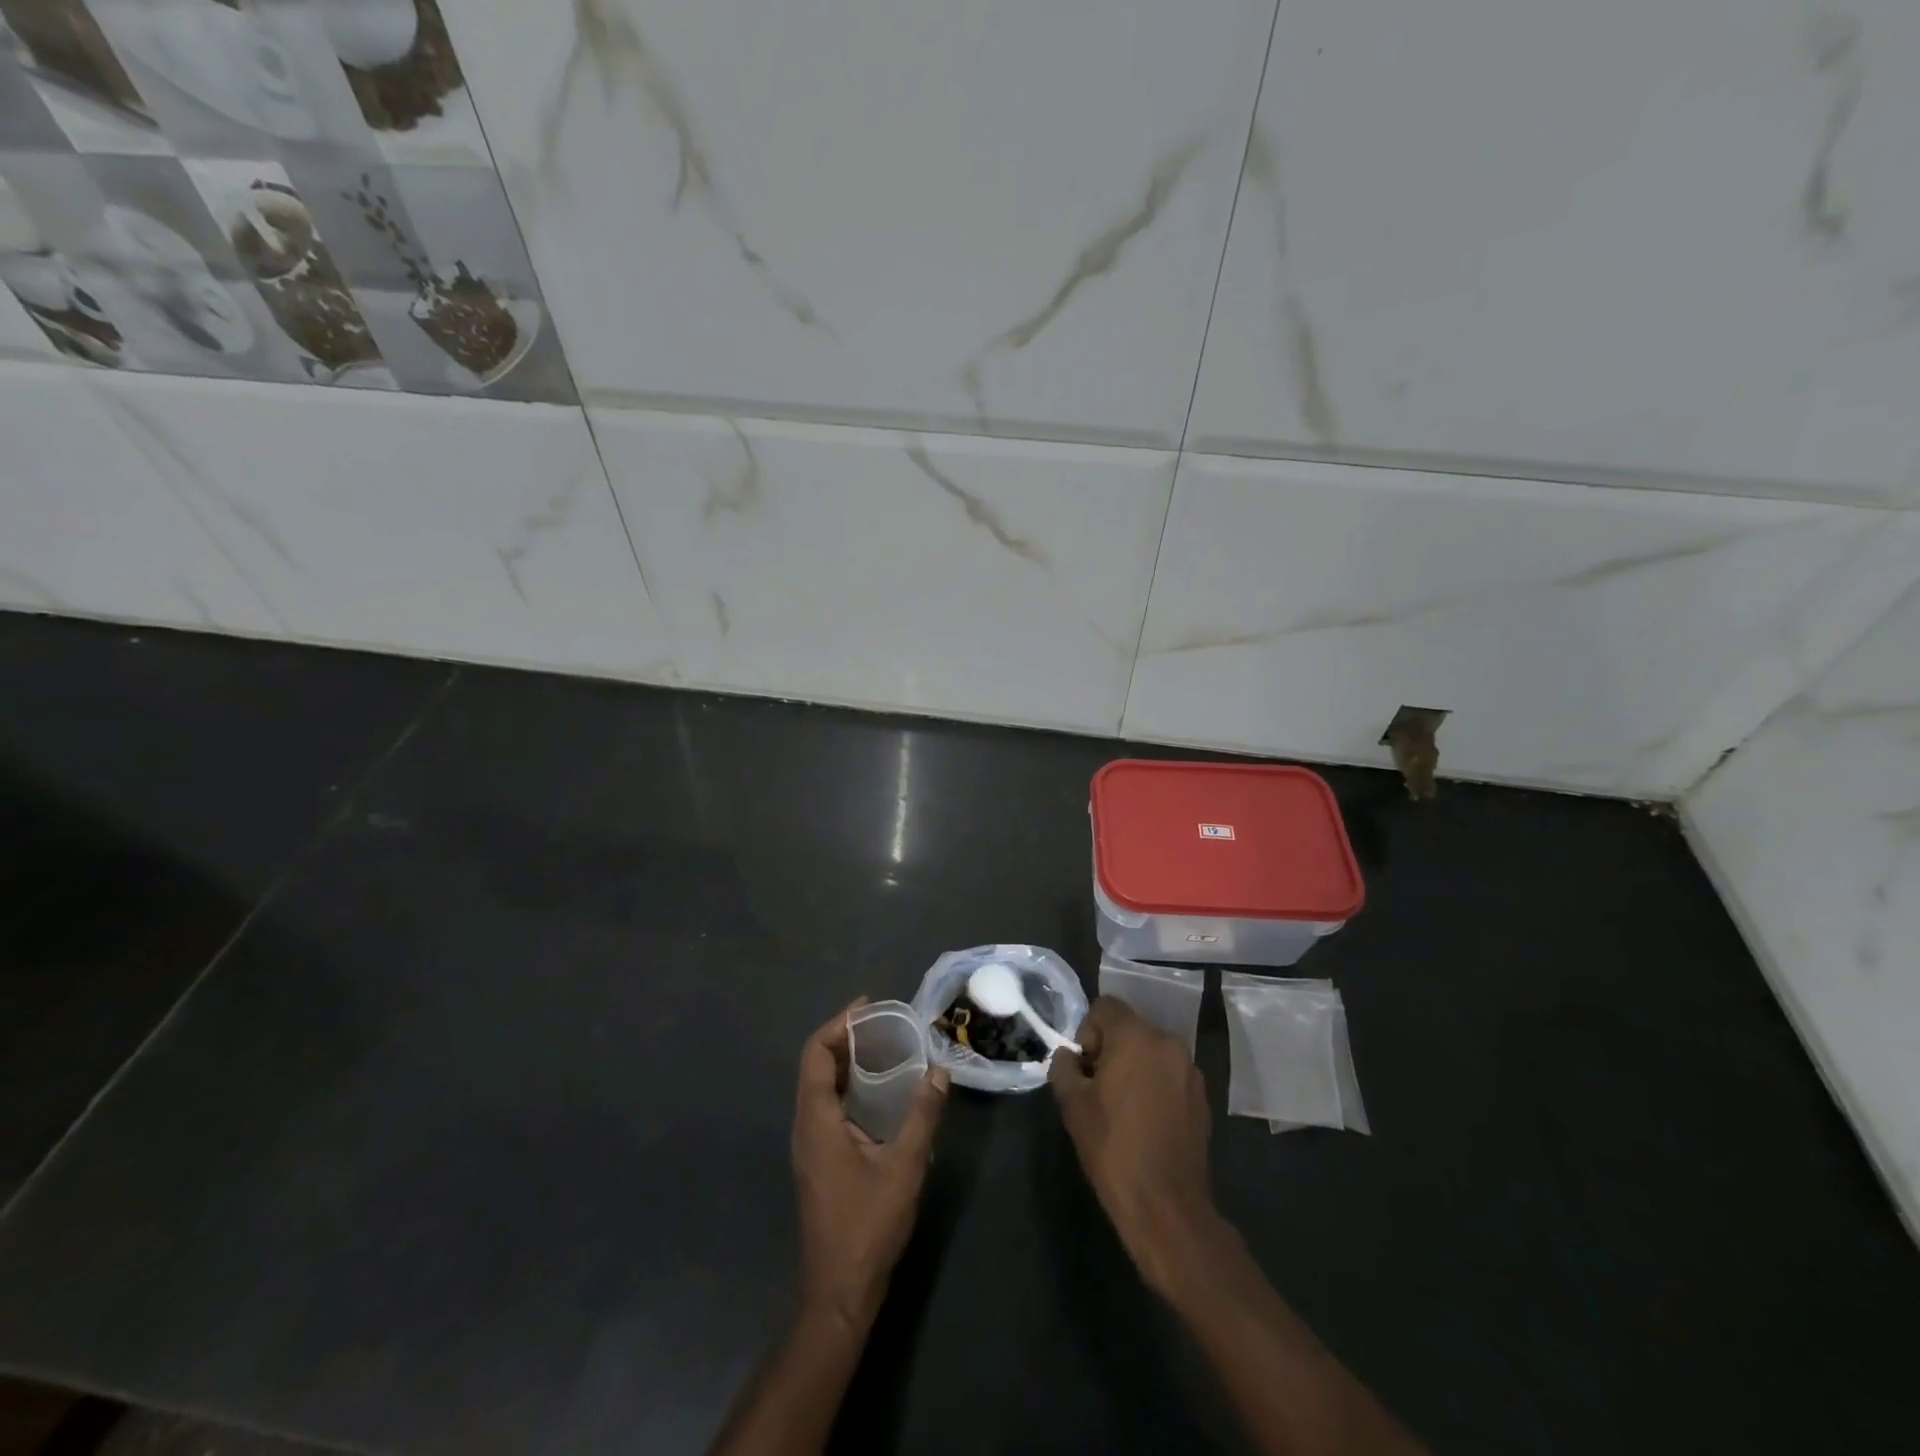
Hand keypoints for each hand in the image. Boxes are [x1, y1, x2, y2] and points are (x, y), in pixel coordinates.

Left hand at [792, 998, 948, 1332]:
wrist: (840, 1291)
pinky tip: (880, 1092)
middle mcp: (805, 1126)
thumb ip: (922, 1114)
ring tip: (886, 1047)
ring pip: (821, 1087)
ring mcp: (809, 1146)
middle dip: (846, 1038)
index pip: (815, 1053)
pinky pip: (828, 1106)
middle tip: (885, 1023)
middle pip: (816, 1065)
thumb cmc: (868, 1224)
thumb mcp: (904, 1165)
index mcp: (816, 1119)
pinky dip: (849, 1086)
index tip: (869, 1007)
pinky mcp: (819, 1160)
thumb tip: (940, 1070)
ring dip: (848, 1062)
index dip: (838, 1024)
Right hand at [1049, 996, 1215, 1292]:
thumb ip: (1065, 1068)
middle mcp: (1167, 1042)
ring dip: (1134, 1067)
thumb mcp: (1073, 1105)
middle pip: (1129, 1027)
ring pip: (1151, 1051)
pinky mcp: (1202, 1096)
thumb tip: (1069, 1057)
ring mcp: (1190, 1070)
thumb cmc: (1113, 1148)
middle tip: (1098, 1089)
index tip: (1084, 1069)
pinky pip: (1169, 1074)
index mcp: (1135, 1036)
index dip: (1087, 1032)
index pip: (1105, 1007)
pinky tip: (1146, 1122)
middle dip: (1110, 1049)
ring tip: (1122, 1107)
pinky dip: (1155, 1085)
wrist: (1166, 1205)